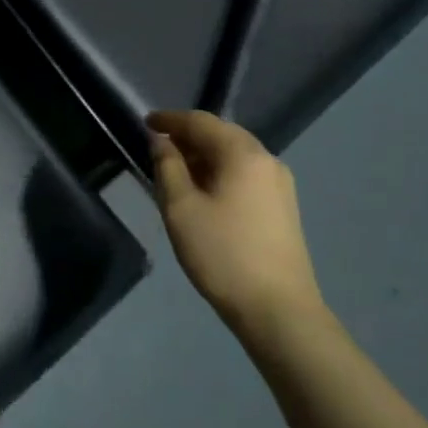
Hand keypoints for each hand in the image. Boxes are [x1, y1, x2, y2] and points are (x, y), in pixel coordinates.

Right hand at [146, 110, 326, 344]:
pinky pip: (245, 174)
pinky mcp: (283, 206)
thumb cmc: (221, 253)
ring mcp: (280, 183)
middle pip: (222, 134)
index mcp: (242, 154)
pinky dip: (219, 172)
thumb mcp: (180, 208)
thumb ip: (167, 167)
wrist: (276, 307)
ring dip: (203, 156)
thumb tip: (161, 140)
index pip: (201, 122)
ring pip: (234, 155)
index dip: (170, 120)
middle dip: (188, 136)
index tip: (144, 123)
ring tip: (175, 172)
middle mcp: (266, 159)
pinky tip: (203, 192)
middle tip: (157, 148)